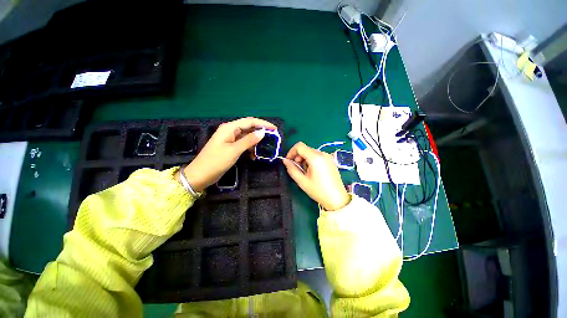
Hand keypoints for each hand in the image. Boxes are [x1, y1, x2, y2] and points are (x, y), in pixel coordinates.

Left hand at [179, 117, 276, 191]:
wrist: (200, 175)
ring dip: (255, 142)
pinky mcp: (230, 147)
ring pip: (247, 136)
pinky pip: (243, 144)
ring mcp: (230, 139)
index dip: (263, 124)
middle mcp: (230, 130)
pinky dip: (249, 148)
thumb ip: (248, 141)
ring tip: (264, 149)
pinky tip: (254, 155)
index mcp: (229, 128)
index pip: (250, 121)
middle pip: (249, 127)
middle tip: (272, 138)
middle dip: (260, 132)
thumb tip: (262, 133)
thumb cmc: (216, 161)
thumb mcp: (234, 151)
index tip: (274, 129)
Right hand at [282, 142, 349, 210]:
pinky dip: (311, 160)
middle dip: (298, 157)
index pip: (299, 146)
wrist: (336, 198)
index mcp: (315, 158)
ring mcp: (328, 156)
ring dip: (304, 159)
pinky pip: (317, 155)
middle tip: (297, 168)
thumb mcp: (302, 181)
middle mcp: (322, 154)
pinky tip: (312, 171)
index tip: (288, 161)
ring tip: (306, 172)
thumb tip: (285, 160)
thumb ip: (291, 169)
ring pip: (310, 152)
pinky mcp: (330, 160)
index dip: (291, 152)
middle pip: (305, 149)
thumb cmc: (318, 191)